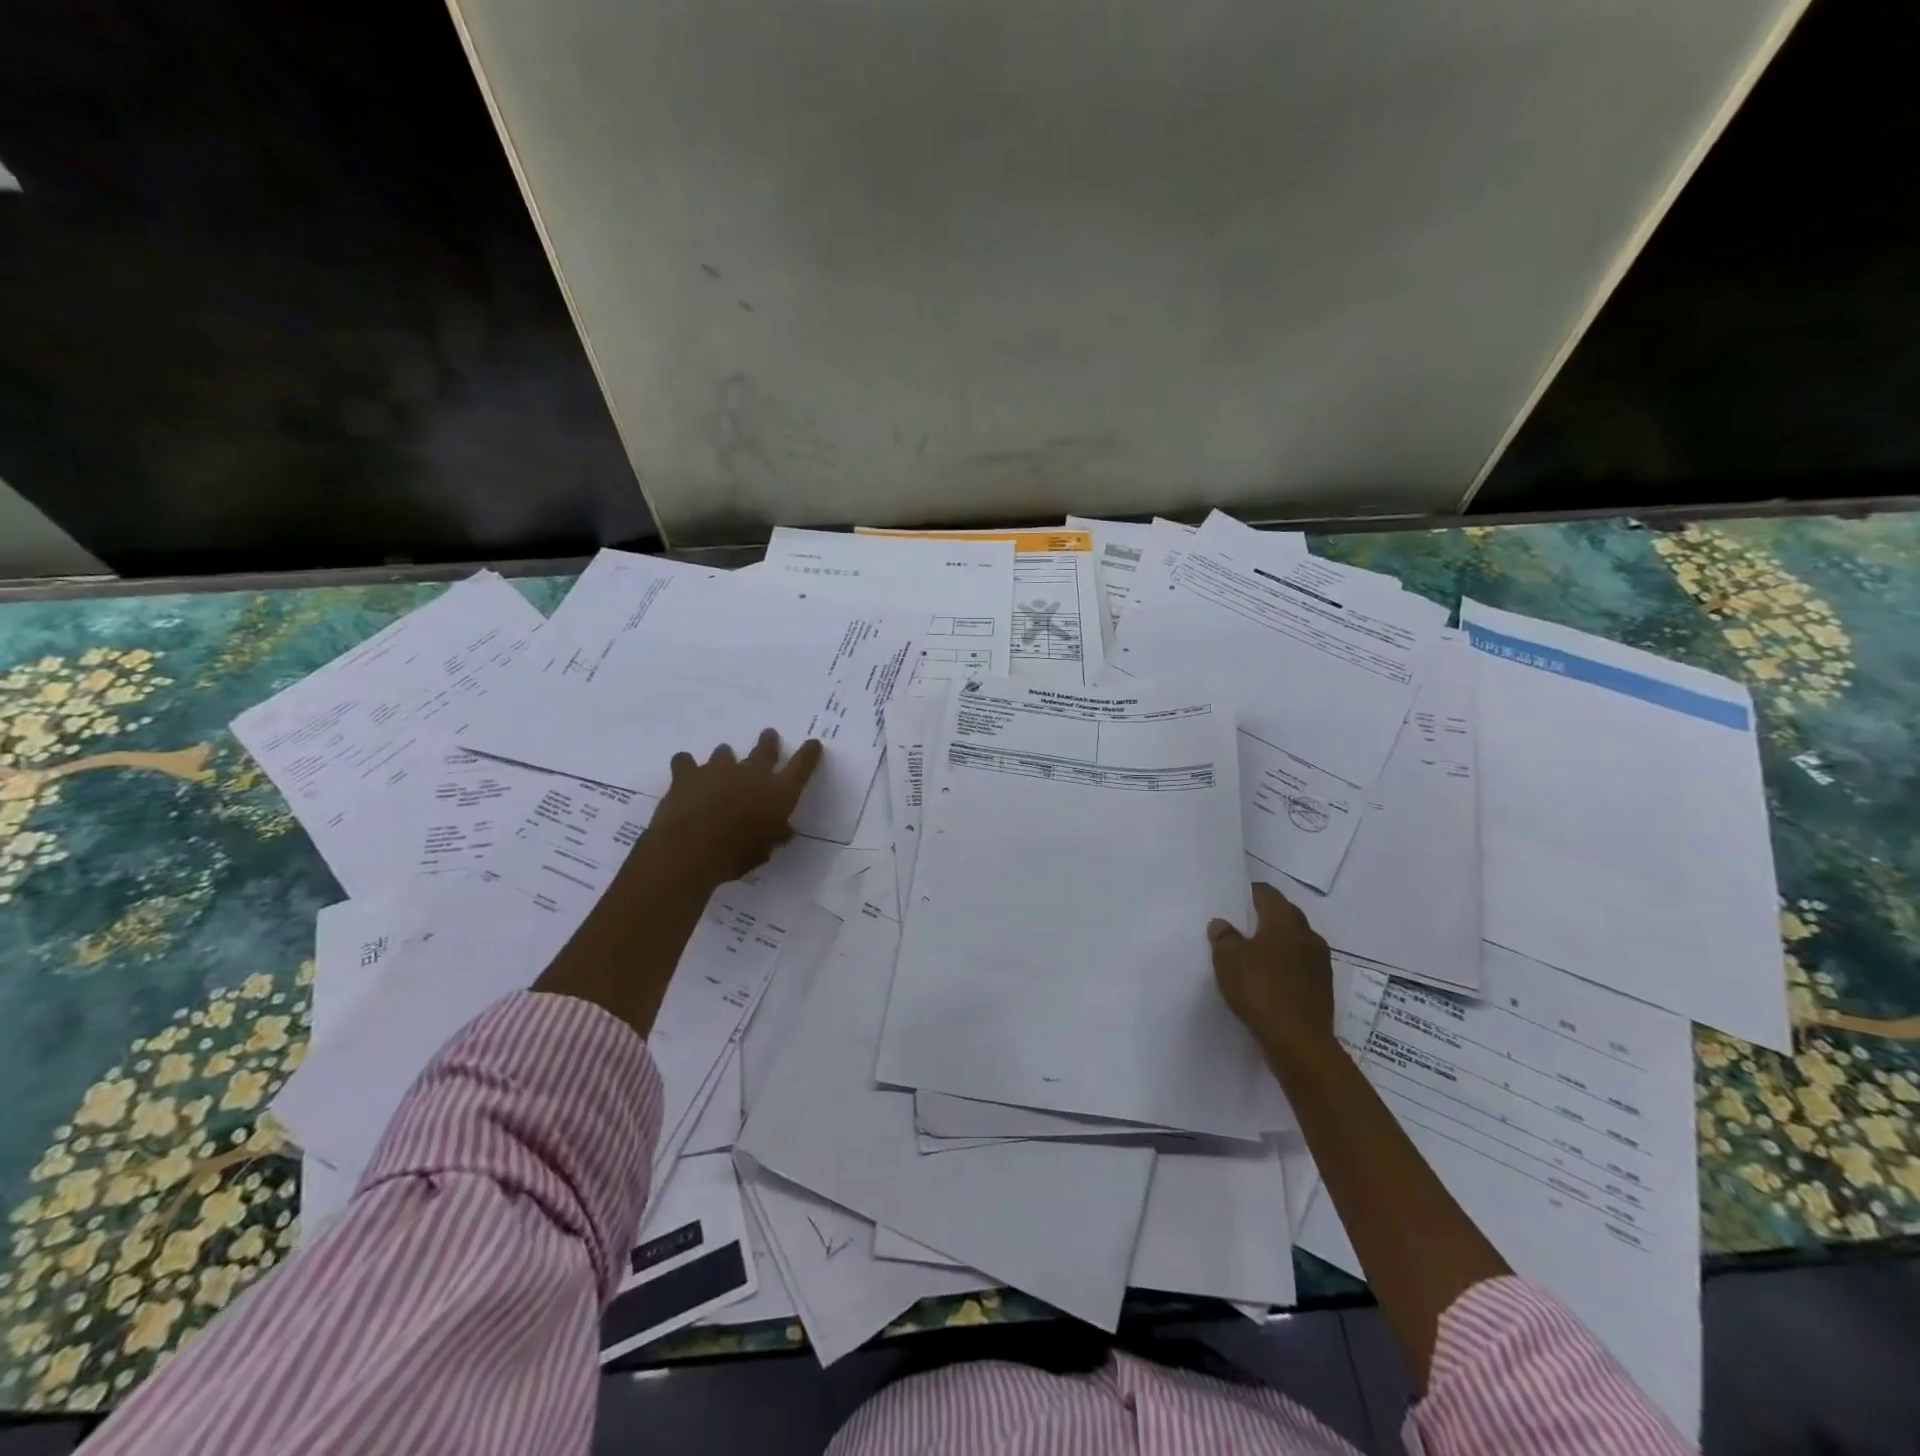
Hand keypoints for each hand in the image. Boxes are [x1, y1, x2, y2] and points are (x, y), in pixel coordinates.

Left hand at [641, 729, 823, 887]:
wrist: (690, 849)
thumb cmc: (736, 855)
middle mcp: (753, 773)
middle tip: (769, 735)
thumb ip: (775, 836)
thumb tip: (784, 831)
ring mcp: (719, 769)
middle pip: (766, 749)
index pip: (802, 765)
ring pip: (725, 752)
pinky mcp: (688, 773)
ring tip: (723, 763)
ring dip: (726, 757)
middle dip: (769, 742)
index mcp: (779, 792)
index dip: (809, 753)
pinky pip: (686, 761)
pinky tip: (685, 771)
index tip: (813, 744)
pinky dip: (686, 765)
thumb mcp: (764, 851)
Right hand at [1209, 881, 1335, 1070]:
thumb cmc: (1261, 990)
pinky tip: (1266, 978)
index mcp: (1285, 920)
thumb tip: (1222, 924)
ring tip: (1250, 953)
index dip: (1248, 893)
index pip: (1267, 893)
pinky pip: (1298, 965)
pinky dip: (1283, 966)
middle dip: (1262, 917)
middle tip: (1237, 925)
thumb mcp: (1228, 959)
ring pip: (1293, 942)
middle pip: (1283, 915)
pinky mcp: (1322, 987)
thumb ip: (1223, 937)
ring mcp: (1319, 962)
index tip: (1232, 899)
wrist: (1299, 1043)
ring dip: (1274, 943)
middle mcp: (1308, 934)